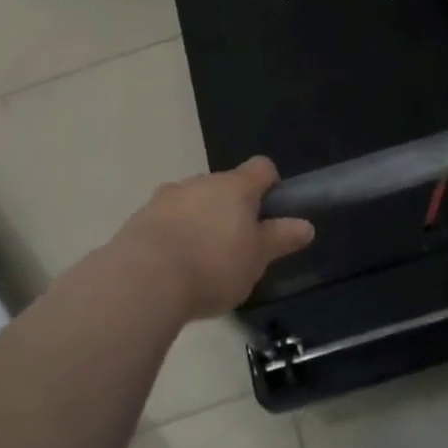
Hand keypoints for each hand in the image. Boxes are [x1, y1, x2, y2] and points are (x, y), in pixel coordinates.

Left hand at [112, 158, 313, 319]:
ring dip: (200, 220)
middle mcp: (201, 181)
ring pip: (193, 201)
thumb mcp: (257, 258)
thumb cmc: (214, 265)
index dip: (270, 185)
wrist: (145, 280)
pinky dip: (174, 234)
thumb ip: (280, 238)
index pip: (262, 167)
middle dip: (232, 209)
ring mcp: (167, 196)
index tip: (271, 213)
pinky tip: (173, 267)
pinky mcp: (141, 217)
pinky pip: (166, 219)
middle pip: (224, 185)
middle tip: (237, 247)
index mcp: (236, 186)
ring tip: (201, 261)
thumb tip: (306, 225)